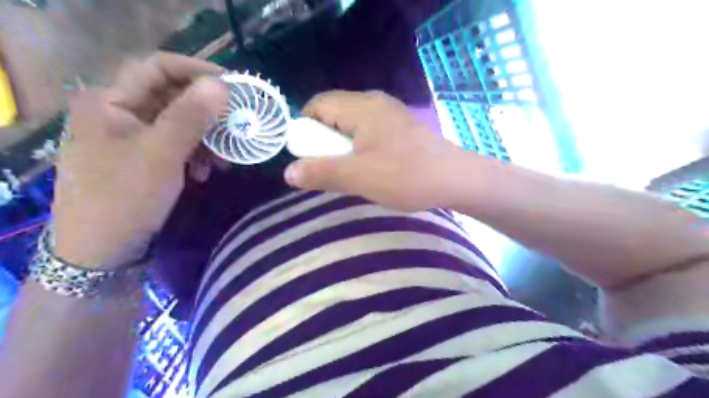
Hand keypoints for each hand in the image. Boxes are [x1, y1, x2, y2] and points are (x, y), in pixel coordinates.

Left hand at [54, 53, 227, 268]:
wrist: (101, 251)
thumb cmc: (124, 197)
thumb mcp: (160, 154)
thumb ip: (190, 117)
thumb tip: (222, 85)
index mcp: (111, 102)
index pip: (157, 67)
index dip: (196, 70)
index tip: (233, 84)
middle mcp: (121, 114)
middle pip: (171, 96)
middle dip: (207, 109)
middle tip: (238, 120)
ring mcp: (133, 138)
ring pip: (179, 123)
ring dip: (206, 135)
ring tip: (225, 155)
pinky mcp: (146, 159)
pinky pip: (178, 145)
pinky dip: (197, 153)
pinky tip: (207, 170)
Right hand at [283, 90, 465, 211]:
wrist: (456, 179)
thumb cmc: (406, 176)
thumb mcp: (358, 176)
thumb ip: (321, 172)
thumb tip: (288, 172)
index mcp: (362, 107)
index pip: (318, 104)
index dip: (305, 128)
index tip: (309, 155)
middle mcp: (375, 102)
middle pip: (334, 113)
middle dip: (324, 140)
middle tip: (329, 167)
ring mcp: (391, 114)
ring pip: (352, 124)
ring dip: (343, 146)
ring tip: (349, 171)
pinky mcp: (402, 128)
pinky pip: (369, 132)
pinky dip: (360, 148)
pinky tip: (369, 168)